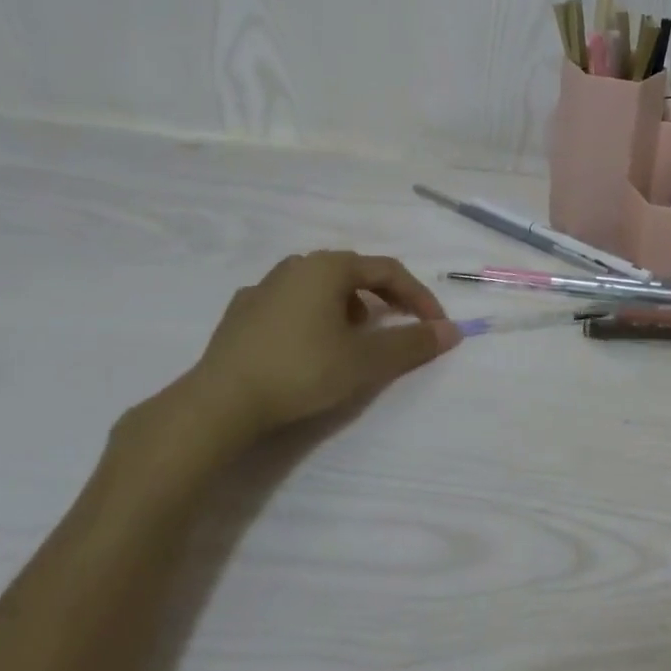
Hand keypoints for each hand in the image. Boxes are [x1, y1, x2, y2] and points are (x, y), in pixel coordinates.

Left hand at [178, 251, 460, 449]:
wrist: (218, 404)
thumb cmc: (301, 371)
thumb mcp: (366, 361)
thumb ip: (412, 344)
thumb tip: (452, 331)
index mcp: (328, 267)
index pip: (388, 271)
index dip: (419, 296)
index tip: (435, 326)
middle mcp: (296, 266)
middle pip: (354, 274)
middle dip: (384, 299)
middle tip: (398, 327)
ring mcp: (262, 288)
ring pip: (321, 287)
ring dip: (348, 307)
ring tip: (354, 340)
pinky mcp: (240, 314)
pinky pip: (290, 304)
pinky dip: (312, 317)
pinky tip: (309, 345)